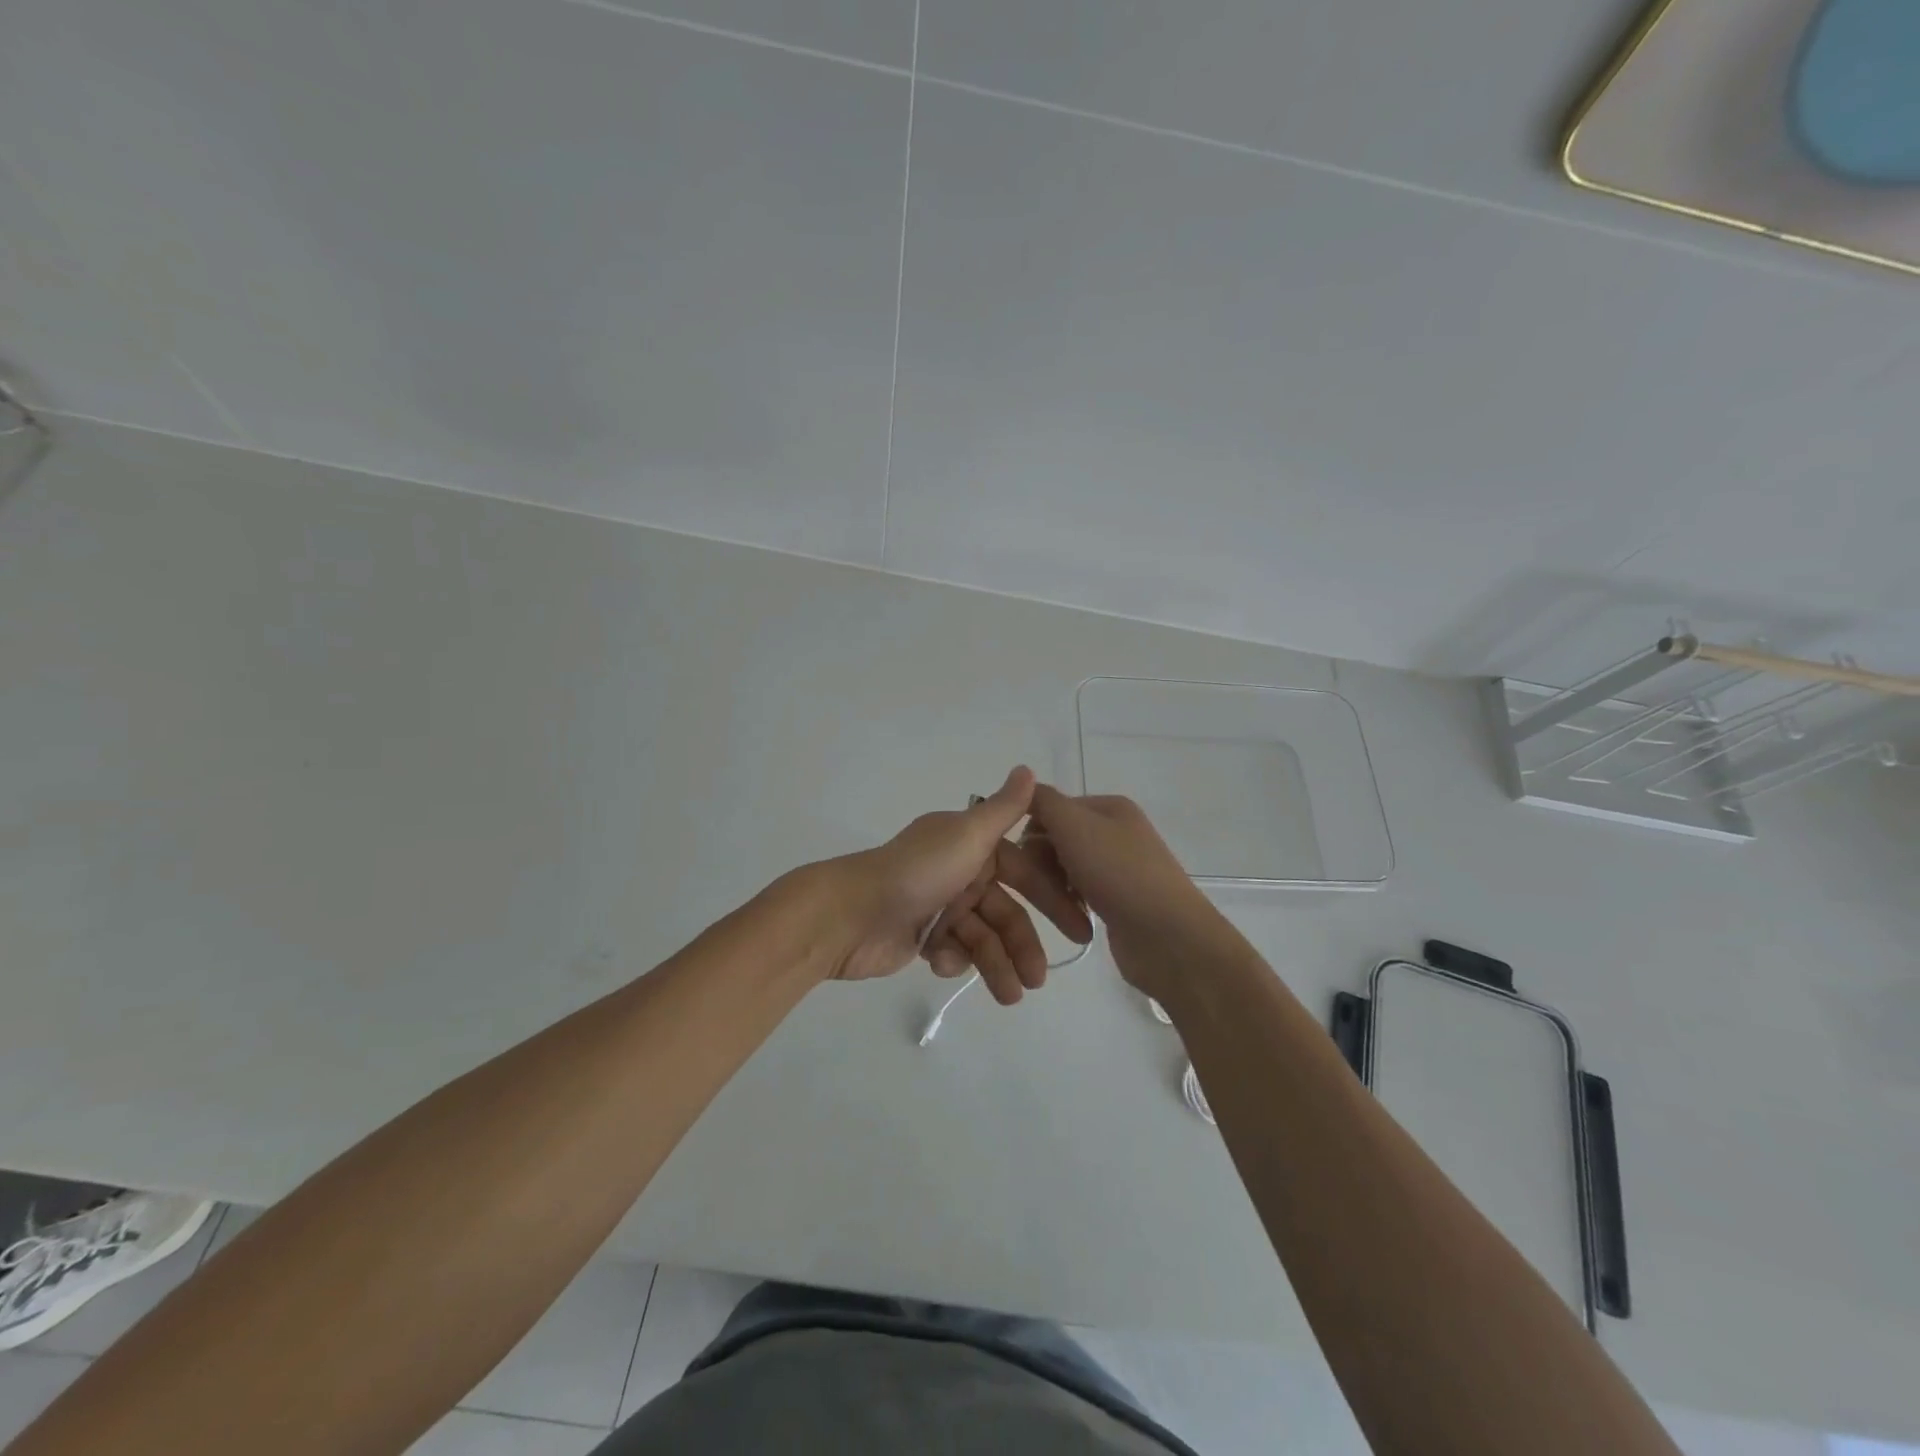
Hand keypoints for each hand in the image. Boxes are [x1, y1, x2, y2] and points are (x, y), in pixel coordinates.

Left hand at [829, 767, 1093, 1001]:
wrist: (849, 914)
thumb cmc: (916, 872)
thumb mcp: (967, 835)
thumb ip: (1004, 809)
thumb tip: (1029, 768)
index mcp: (971, 844)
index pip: (1024, 872)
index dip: (1051, 899)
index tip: (1078, 930)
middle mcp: (959, 870)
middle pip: (1005, 911)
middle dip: (1022, 945)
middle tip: (1039, 980)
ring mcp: (939, 904)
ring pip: (982, 937)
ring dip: (996, 965)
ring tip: (1009, 997)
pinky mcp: (921, 936)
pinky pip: (952, 950)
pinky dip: (952, 960)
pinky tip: (939, 963)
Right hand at [1024, 786, 1237, 999]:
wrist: (1167, 936)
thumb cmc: (1118, 873)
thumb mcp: (1074, 825)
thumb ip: (1044, 800)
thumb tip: (1025, 784)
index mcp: (1110, 807)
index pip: (1052, 808)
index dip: (1032, 831)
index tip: (1022, 858)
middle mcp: (1117, 832)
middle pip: (1058, 839)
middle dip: (1042, 862)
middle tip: (1040, 886)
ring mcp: (1120, 868)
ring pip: (1066, 869)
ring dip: (1054, 887)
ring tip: (1059, 907)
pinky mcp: (1119, 901)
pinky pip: (1080, 895)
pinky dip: (1071, 905)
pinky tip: (1073, 919)